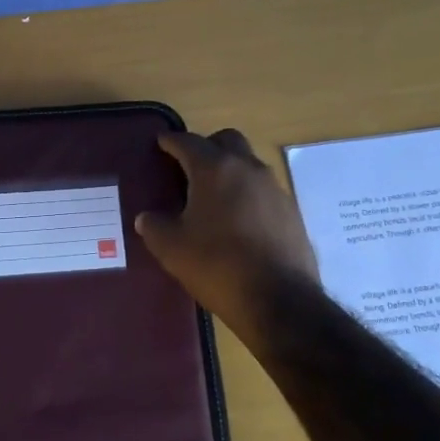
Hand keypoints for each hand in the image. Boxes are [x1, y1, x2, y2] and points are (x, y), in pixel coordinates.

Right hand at [136, 128, 321, 348]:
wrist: (279, 300)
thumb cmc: (217, 265)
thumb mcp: (172, 248)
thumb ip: (154, 226)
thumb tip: (147, 217)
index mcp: (215, 169)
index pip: (188, 142)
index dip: (171, 141)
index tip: (161, 143)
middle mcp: (248, 168)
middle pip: (227, 140)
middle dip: (207, 146)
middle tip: (189, 167)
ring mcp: (274, 189)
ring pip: (248, 164)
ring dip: (230, 171)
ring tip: (213, 197)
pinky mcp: (292, 212)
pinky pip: (264, 191)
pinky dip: (247, 195)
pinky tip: (238, 221)